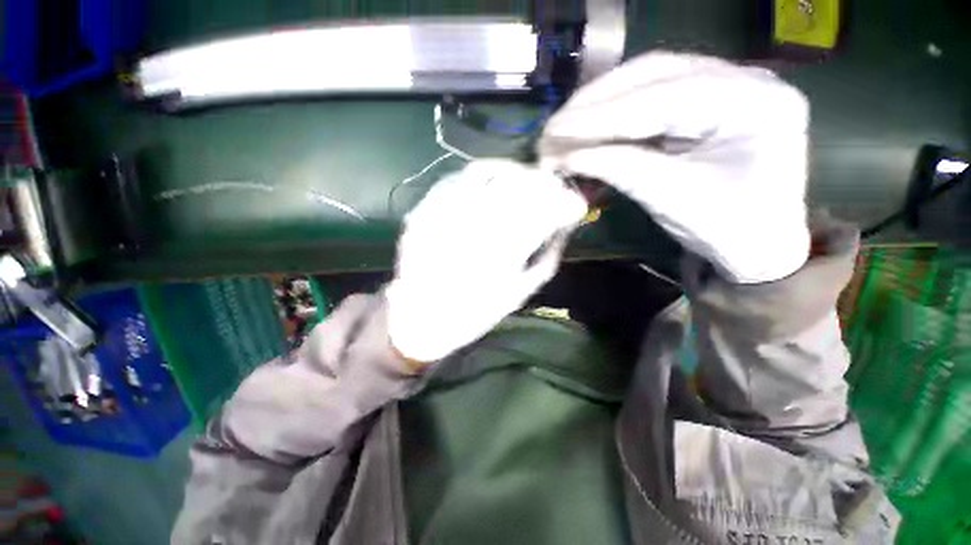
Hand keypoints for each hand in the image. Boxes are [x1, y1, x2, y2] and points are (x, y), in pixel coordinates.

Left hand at [386, 160, 587, 362]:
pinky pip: (455, 178)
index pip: (543, 213)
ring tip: (523, 177)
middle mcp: (473, 228)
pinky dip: (479, 175)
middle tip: (553, 186)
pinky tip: (490, 181)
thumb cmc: (473, 314)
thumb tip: (562, 231)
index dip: (564, 202)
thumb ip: (544, 261)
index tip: (574, 203)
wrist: (420, 319)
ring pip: (485, 172)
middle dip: (543, 182)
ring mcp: (443, 214)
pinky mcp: (424, 211)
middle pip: (516, 187)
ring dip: (512, 171)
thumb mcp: (518, 294)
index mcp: (501, 255)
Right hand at [538, 52, 810, 283]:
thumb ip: (619, 169)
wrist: (755, 244)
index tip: (555, 131)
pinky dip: (611, 117)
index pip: (663, 97)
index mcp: (754, 101)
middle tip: (553, 128)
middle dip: (595, 103)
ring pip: (646, 81)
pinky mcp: (701, 102)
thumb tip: (564, 157)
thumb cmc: (726, 229)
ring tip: (562, 129)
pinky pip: (647, 100)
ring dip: (599, 106)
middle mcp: (742, 78)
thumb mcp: (671, 199)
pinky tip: (585, 131)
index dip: (602, 116)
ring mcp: (722, 85)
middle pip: (653, 74)